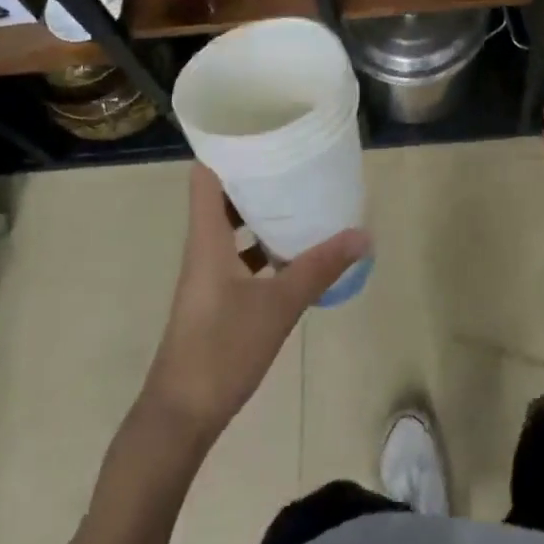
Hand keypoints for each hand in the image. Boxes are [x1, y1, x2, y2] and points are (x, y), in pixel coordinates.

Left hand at [141, 165, 370, 444]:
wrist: (181, 416)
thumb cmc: (222, 350)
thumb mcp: (279, 305)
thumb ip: (319, 267)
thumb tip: (363, 235)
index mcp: (207, 237)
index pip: (205, 174)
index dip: (225, 146)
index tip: (260, 127)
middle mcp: (203, 246)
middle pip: (221, 194)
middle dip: (254, 174)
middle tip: (292, 157)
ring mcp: (207, 273)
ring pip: (231, 226)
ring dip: (259, 210)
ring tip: (298, 195)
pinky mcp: (214, 297)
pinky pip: (238, 255)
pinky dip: (261, 245)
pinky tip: (293, 251)